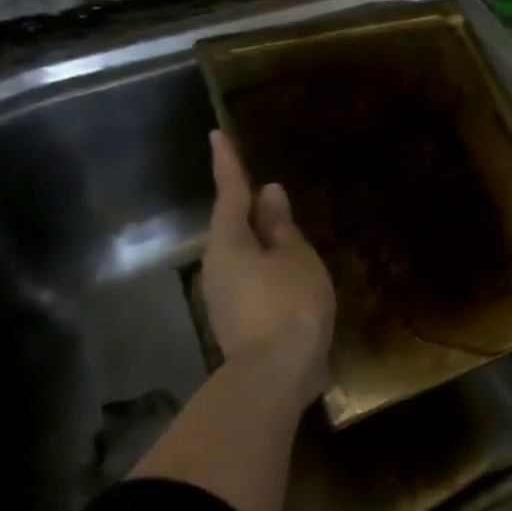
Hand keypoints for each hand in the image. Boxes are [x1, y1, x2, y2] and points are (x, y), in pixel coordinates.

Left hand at [202, 131, 334, 416]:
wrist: (275, 375)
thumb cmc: (289, 303)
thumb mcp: (295, 257)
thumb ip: (281, 226)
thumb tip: (269, 194)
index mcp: (229, 243)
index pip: (230, 193)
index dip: (228, 163)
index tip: (217, 135)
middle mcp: (217, 266)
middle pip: (233, 226)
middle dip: (249, 207)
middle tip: (268, 189)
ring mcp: (224, 296)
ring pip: (244, 254)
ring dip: (262, 239)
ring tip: (287, 229)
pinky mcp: (237, 318)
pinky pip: (253, 277)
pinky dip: (269, 265)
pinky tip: (290, 270)